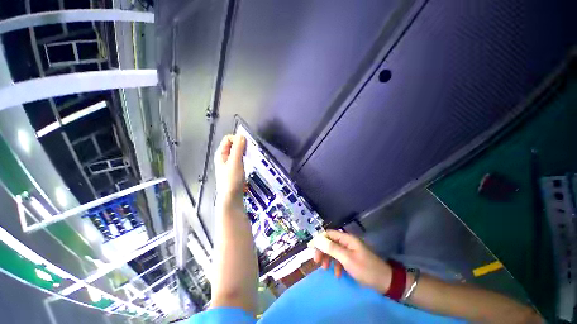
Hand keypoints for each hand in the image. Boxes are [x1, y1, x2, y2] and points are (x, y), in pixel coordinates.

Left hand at [214, 135, 245, 205]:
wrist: (231, 197)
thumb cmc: (232, 179)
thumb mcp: (235, 162)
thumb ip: (238, 149)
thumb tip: (242, 135)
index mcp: (221, 153)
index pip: (228, 139)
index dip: (237, 139)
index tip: (246, 145)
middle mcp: (224, 157)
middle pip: (233, 144)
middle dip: (242, 145)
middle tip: (250, 151)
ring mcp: (229, 163)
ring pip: (237, 152)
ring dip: (244, 151)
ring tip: (250, 156)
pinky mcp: (235, 168)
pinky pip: (240, 158)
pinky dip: (245, 157)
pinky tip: (249, 162)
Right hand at [312, 230, 392, 293]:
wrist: (385, 282)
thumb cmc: (365, 269)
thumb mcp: (347, 259)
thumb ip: (332, 248)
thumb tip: (318, 240)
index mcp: (347, 238)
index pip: (329, 233)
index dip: (319, 239)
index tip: (311, 248)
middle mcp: (347, 242)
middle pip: (330, 242)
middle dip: (322, 251)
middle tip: (316, 261)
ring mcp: (350, 250)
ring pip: (334, 251)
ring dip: (328, 258)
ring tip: (324, 269)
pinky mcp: (353, 258)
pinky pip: (341, 258)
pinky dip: (337, 265)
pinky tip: (337, 274)